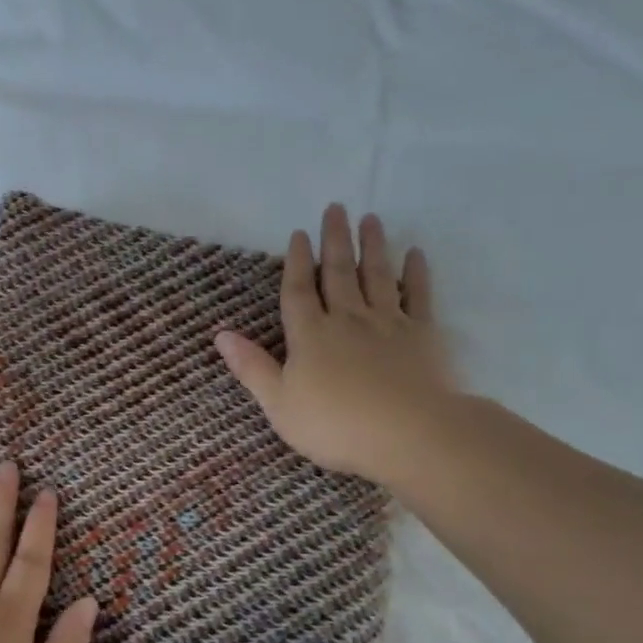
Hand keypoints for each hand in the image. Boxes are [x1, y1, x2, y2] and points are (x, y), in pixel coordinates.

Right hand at [216, 203, 455, 483]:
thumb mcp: (279, 403)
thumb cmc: (335, 425)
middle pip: (338, 273)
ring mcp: (387, 323)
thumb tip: (220, 335)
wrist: (409, 434)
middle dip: (334, 240)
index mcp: (309, 336)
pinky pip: (418, 296)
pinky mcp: (422, 335)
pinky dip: (416, 273)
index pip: (298, 291)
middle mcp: (347, 319)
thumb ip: (252, 368)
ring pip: (376, 276)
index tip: (299, 234)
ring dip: (371, 246)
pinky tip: (414, 254)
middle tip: (336, 208)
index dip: (296, 262)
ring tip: (370, 218)